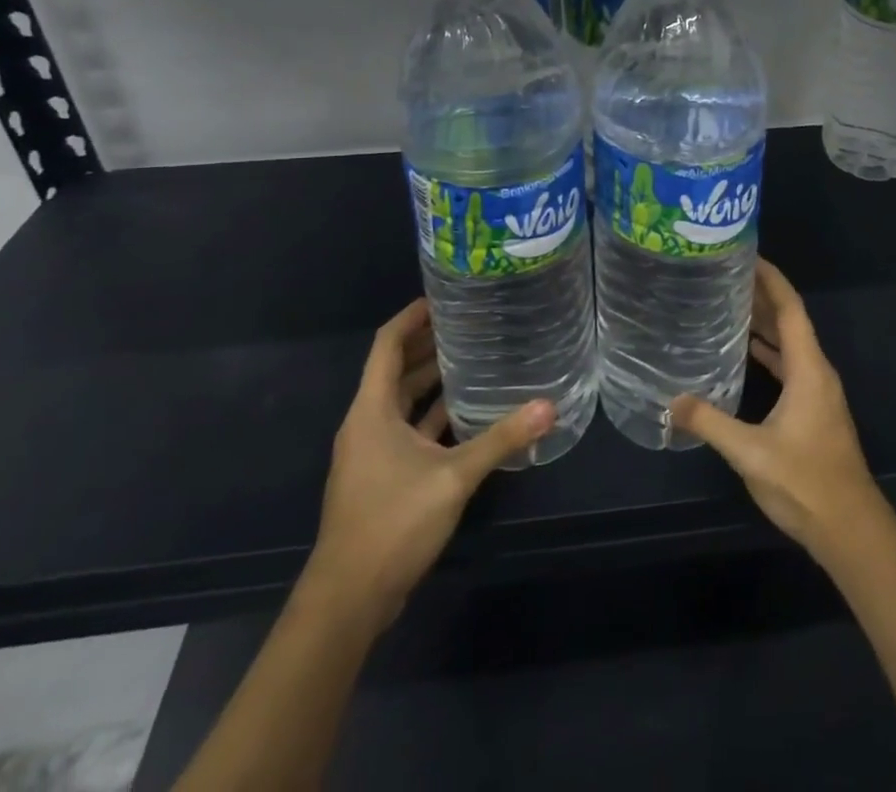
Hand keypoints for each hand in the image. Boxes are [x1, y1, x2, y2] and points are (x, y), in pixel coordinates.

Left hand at [304, 298, 554, 627]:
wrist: (348, 600)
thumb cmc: (392, 523)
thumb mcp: (453, 477)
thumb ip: (500, 440)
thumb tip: (548, 406)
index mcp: (371, 411)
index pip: (387, 345)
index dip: (412, 317)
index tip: (443, 296)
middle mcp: (367, 424)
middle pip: (395, 370)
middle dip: (428, 344)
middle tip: (470, 322)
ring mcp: (372, 453)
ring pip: (403, 402)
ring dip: (431, 381)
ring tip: (474, 358)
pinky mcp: (382, 478)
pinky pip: (408, 430)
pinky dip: (433, 416)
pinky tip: (467, 414)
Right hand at [670, 258, 885, 561]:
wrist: (850, 529)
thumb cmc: (805, 483)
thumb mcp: (751, 453)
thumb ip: (710, 423)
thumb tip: (671, 401)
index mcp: (808, 368)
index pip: (790, 308)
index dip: (771, 278)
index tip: (747, 255)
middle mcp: (816, 371)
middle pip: (790, 320)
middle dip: (762, 295)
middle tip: (725, 275)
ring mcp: (817, 391)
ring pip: (790, 343)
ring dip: (765, 322)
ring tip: (730, 304)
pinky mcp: (813, 409)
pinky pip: (790, 365)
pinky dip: (769, 351)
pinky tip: (746, 353)